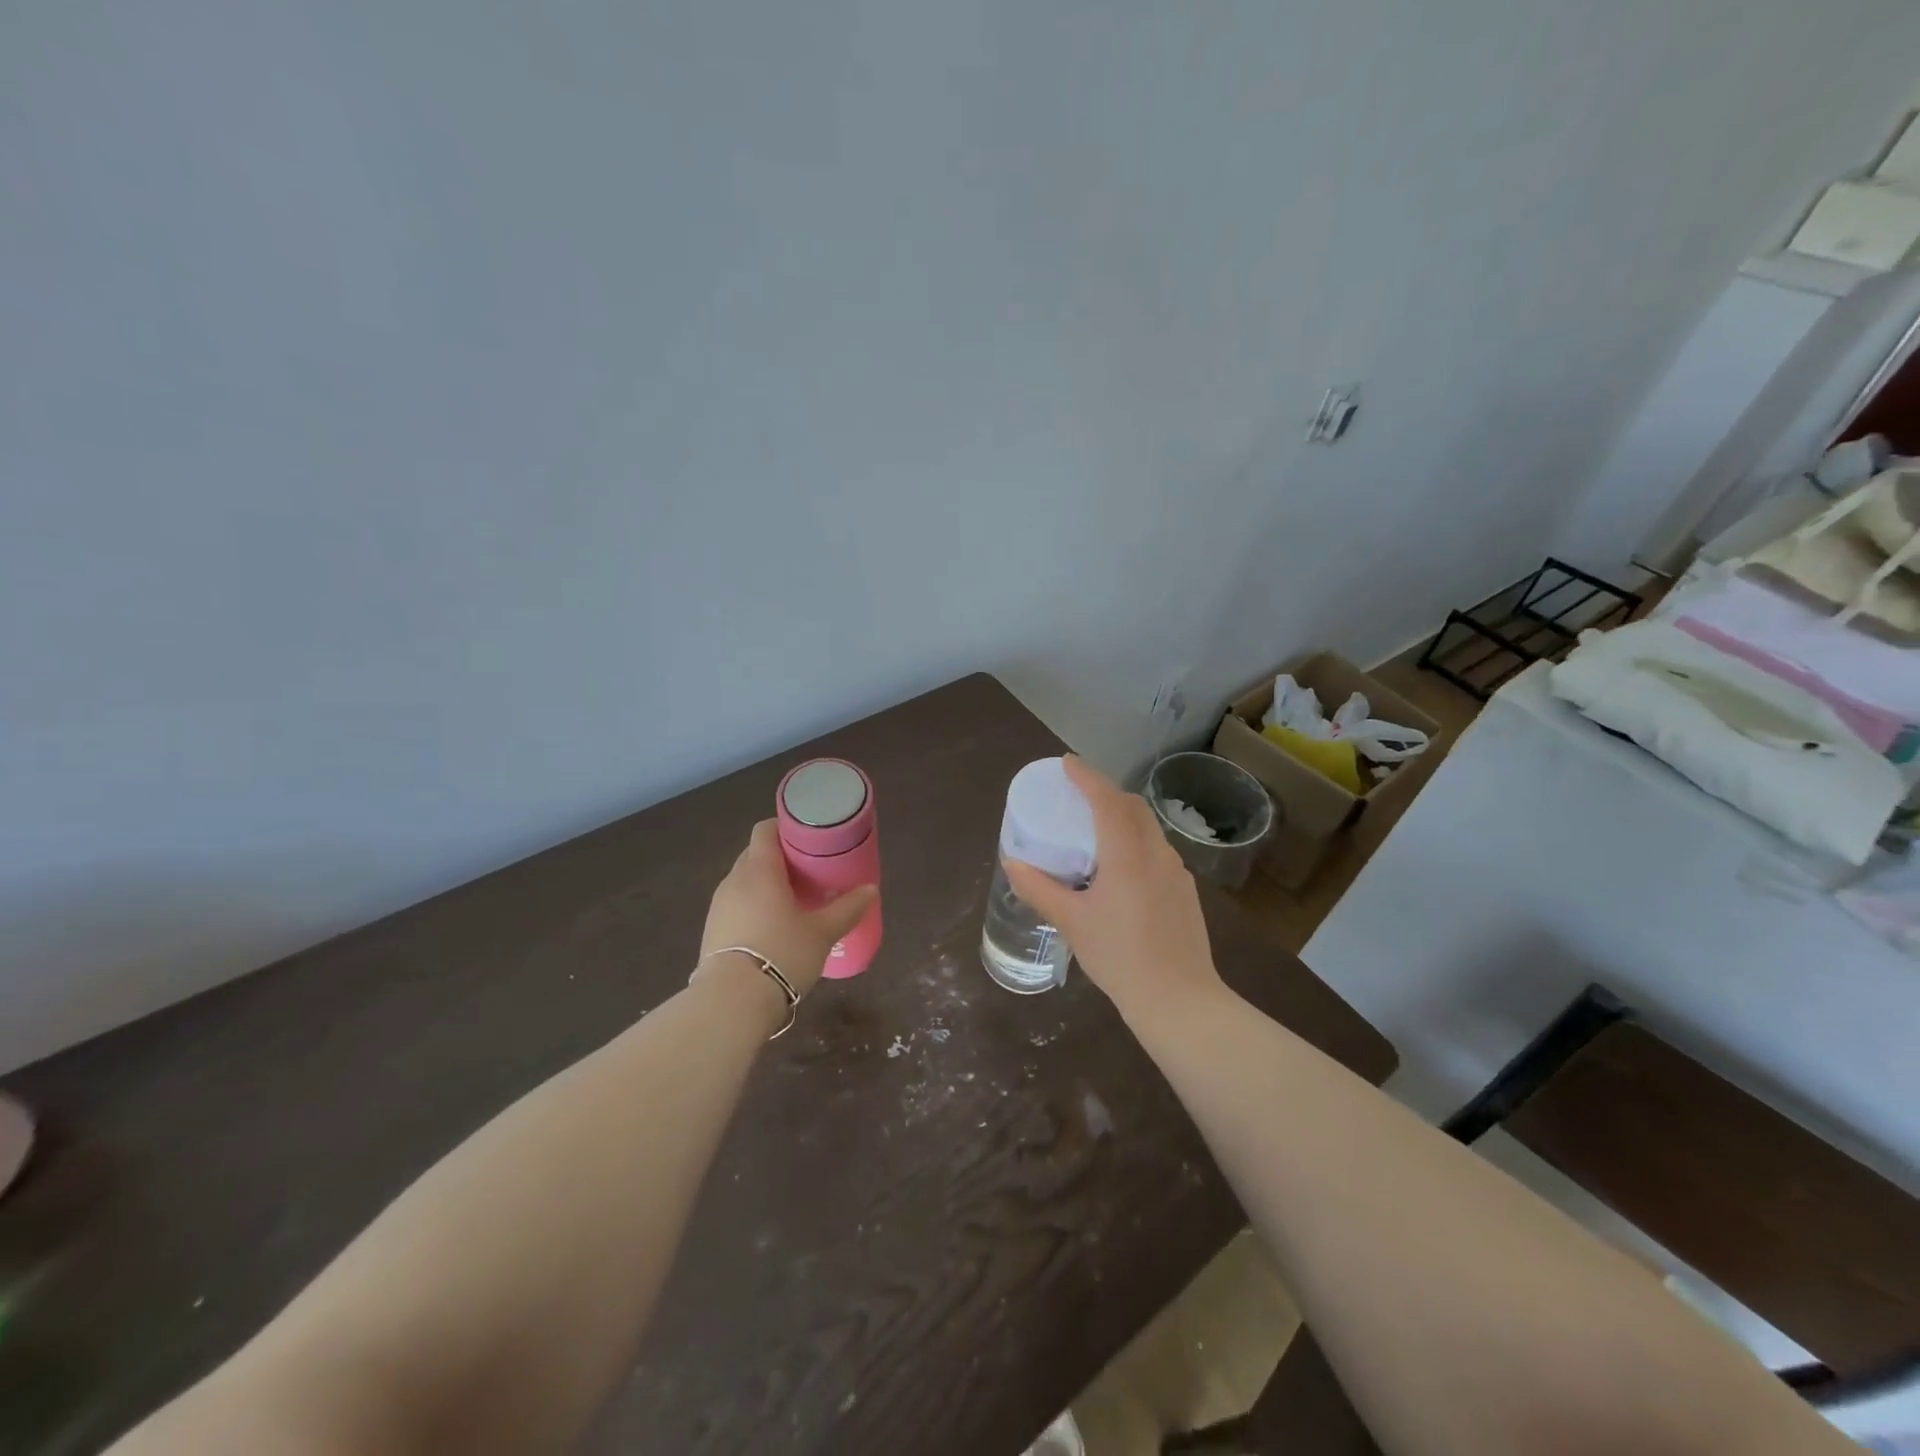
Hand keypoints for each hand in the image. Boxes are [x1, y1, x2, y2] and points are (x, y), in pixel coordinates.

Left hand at [699, 820, 876, 998]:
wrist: (732, 1002)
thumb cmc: (782, 953)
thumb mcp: (823, 932)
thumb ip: (847, 908)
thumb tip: (871, 889)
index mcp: (759, 870)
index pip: (765, 830)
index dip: (785, 827)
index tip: (807, 837)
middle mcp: (734, 881)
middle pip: (755, 855)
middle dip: (779, 858)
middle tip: (807, 872)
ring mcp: (718, 906)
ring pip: (744, 882)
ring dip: (765, 885)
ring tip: (792, 902)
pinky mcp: (711, 931)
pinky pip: (735, 906)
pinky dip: (753, 907)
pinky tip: (771, 928)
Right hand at [1003, 757, 1222, 1024]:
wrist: (1178, 999)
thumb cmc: (1119, 957)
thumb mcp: (1072, 922)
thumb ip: (1039, 889)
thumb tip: (1011, 863)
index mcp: (1127, 855)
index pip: (1107, 800)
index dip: (1086, 776)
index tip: (1066, 762)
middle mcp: (1156, 853)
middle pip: (1132, 807)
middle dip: (1106, 792)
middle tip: (1078, 795)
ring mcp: (1176, 872)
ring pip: (1148, 828)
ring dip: (1123, 816)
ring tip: (1096, 829)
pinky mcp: (1184, 890)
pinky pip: (1157, 850)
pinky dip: (1136, 841)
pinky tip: (1121, 868)